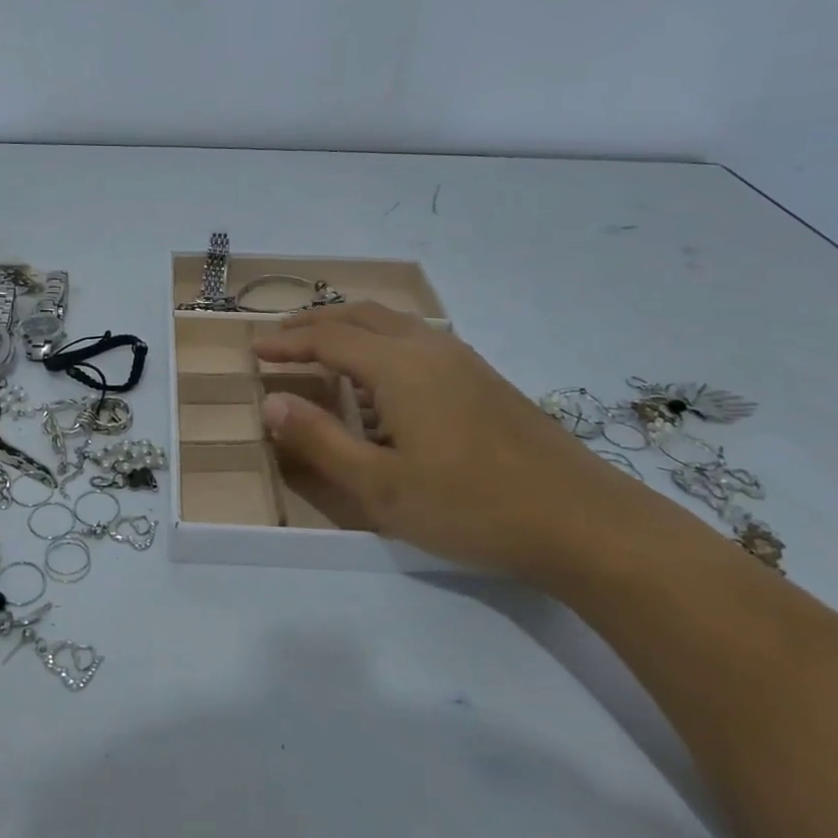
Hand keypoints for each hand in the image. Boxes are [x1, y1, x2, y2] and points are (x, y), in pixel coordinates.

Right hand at [253, 303, 651, 576]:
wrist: (583, 520)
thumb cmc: (471, 506)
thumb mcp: (381, 486)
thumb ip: (320, 441)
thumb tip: (272, 403)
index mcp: (399, 367)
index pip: (328, 339)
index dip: (287, 342)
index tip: (254, 350)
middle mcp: (429, 348)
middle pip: (360, 316)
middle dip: (314, 322)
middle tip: (280, 338)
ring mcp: (462, 360)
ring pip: (392, 323)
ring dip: (349, 327)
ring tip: (322, 349)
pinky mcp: (484, 378)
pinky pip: (416, 339)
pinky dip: (379, 341)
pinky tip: (381, 377)